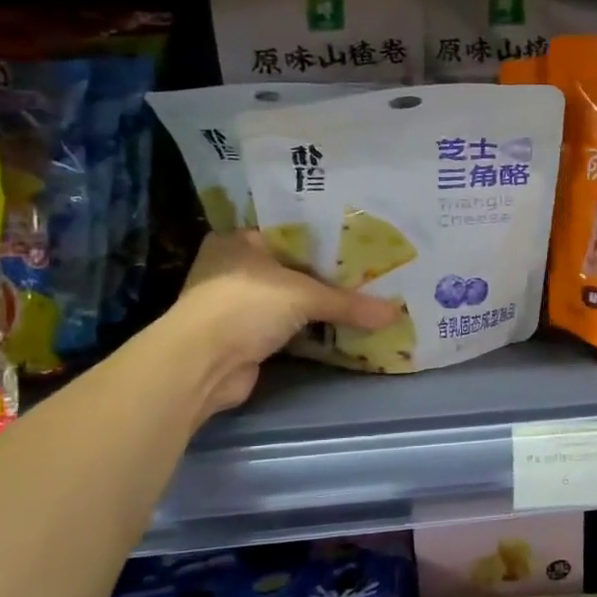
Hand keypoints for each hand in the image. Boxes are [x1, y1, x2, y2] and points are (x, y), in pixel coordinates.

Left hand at [175, 230, 399, 414]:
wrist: (201, 365)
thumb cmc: (245, 305)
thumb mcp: (303, 295)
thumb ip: (349, 303)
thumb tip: (395, 313)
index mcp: (238, 240)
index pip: (290, 232)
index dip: (325, 238)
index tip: (361, 240)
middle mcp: (235, 268)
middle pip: (293, 267)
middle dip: (328, 273)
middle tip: (371, 270)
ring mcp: (238, 304)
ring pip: (290, 299)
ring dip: (320, 304)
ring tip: (365, 296)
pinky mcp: (246, 337)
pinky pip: (289, 327)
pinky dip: (311, 329)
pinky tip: (343, 325)